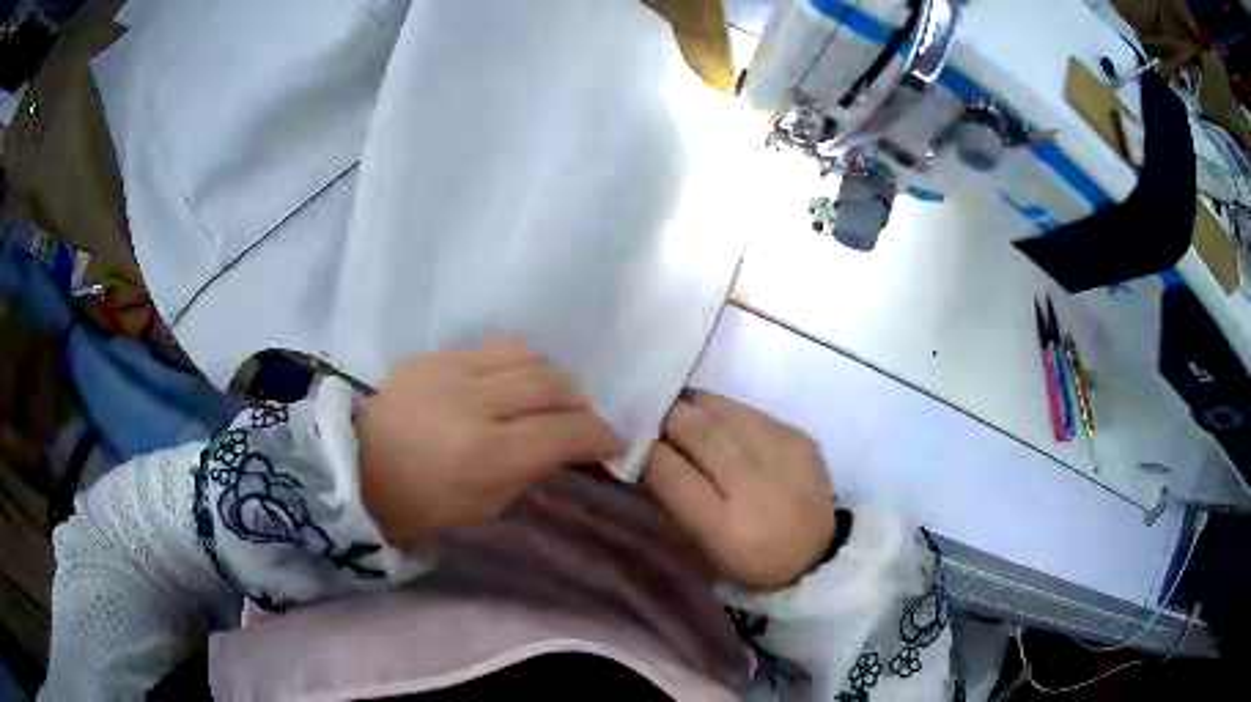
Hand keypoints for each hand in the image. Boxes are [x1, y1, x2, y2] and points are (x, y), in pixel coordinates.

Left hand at [357, 342, 626, 543]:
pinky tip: (510, 385)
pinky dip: (516, 367)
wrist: (363, 468)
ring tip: (548, 398)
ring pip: (528, 357)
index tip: (615, 442)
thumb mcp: (488, 504)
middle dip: (581, 405)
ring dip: (551, 378)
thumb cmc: (427, 502)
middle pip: (552, 386)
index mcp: (486, 456)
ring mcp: (451, 372)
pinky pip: (493, 349)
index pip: (565, 433)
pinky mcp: (434, 355)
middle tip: (583, 421)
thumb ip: (535, 469)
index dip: (601, 435)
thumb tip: (571, 445)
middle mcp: (473, 405)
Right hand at [645, 391, 835, 589]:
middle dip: (673, 423)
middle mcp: (755, 488)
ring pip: (726, 415)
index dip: (652, 454)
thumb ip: (674, 501)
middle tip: (660, 421)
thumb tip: (652, 454)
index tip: (644, 447)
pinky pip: (752, 412)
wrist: (814, 553)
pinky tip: (720, 419)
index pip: (672, 474)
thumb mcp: (702, 547)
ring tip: (686, 412)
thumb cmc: (748, 558)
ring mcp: (783, 457)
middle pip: (700, 436)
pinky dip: (728, 412)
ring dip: (699, 410)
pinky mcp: (800, 439)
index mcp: (724, 528)